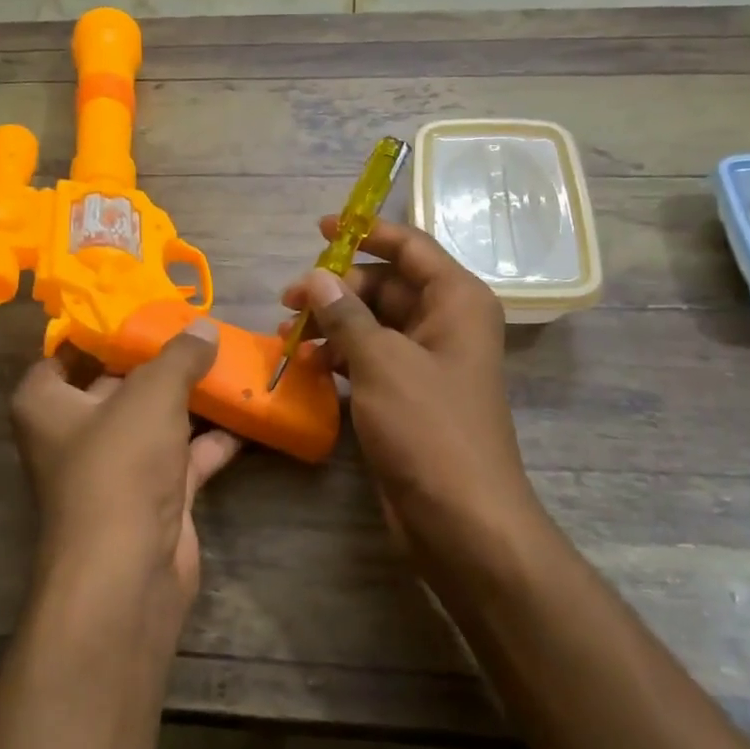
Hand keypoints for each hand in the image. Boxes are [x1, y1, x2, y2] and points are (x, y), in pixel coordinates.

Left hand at [10, 319, 240, 633]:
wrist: (129, 571)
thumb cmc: (120, 465)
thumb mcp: (152, 393)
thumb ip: (179, 355)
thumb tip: (203, 328)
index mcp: (46, 404)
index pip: (63, 354)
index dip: (99, 330)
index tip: (141, 307)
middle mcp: (74, 434)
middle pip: (116, 383)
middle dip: (157, 361)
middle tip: (198, 330)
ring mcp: (115, 469)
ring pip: (154, 421)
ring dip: (190, 399)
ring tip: (230, 363)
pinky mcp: (152, 498)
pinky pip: (184, 457)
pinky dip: (212, 440)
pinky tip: (247, 416)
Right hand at [281, 217, 543, 578]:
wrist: (461, 519)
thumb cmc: (429, 428)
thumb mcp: (382, 362)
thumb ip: (346, 314)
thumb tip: (317, 276)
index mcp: (456, 300)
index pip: (410, 246)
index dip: (367, 232)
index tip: (322, 228)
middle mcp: (446, 322)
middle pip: (386, 285)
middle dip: (337, 288)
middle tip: (288, 298)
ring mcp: (427, 361)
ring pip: (374, 324)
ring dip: (332, 325)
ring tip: (288, 334)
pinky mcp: (409, 394)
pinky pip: (371, 358)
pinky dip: (341, 356)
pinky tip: (307, 365)